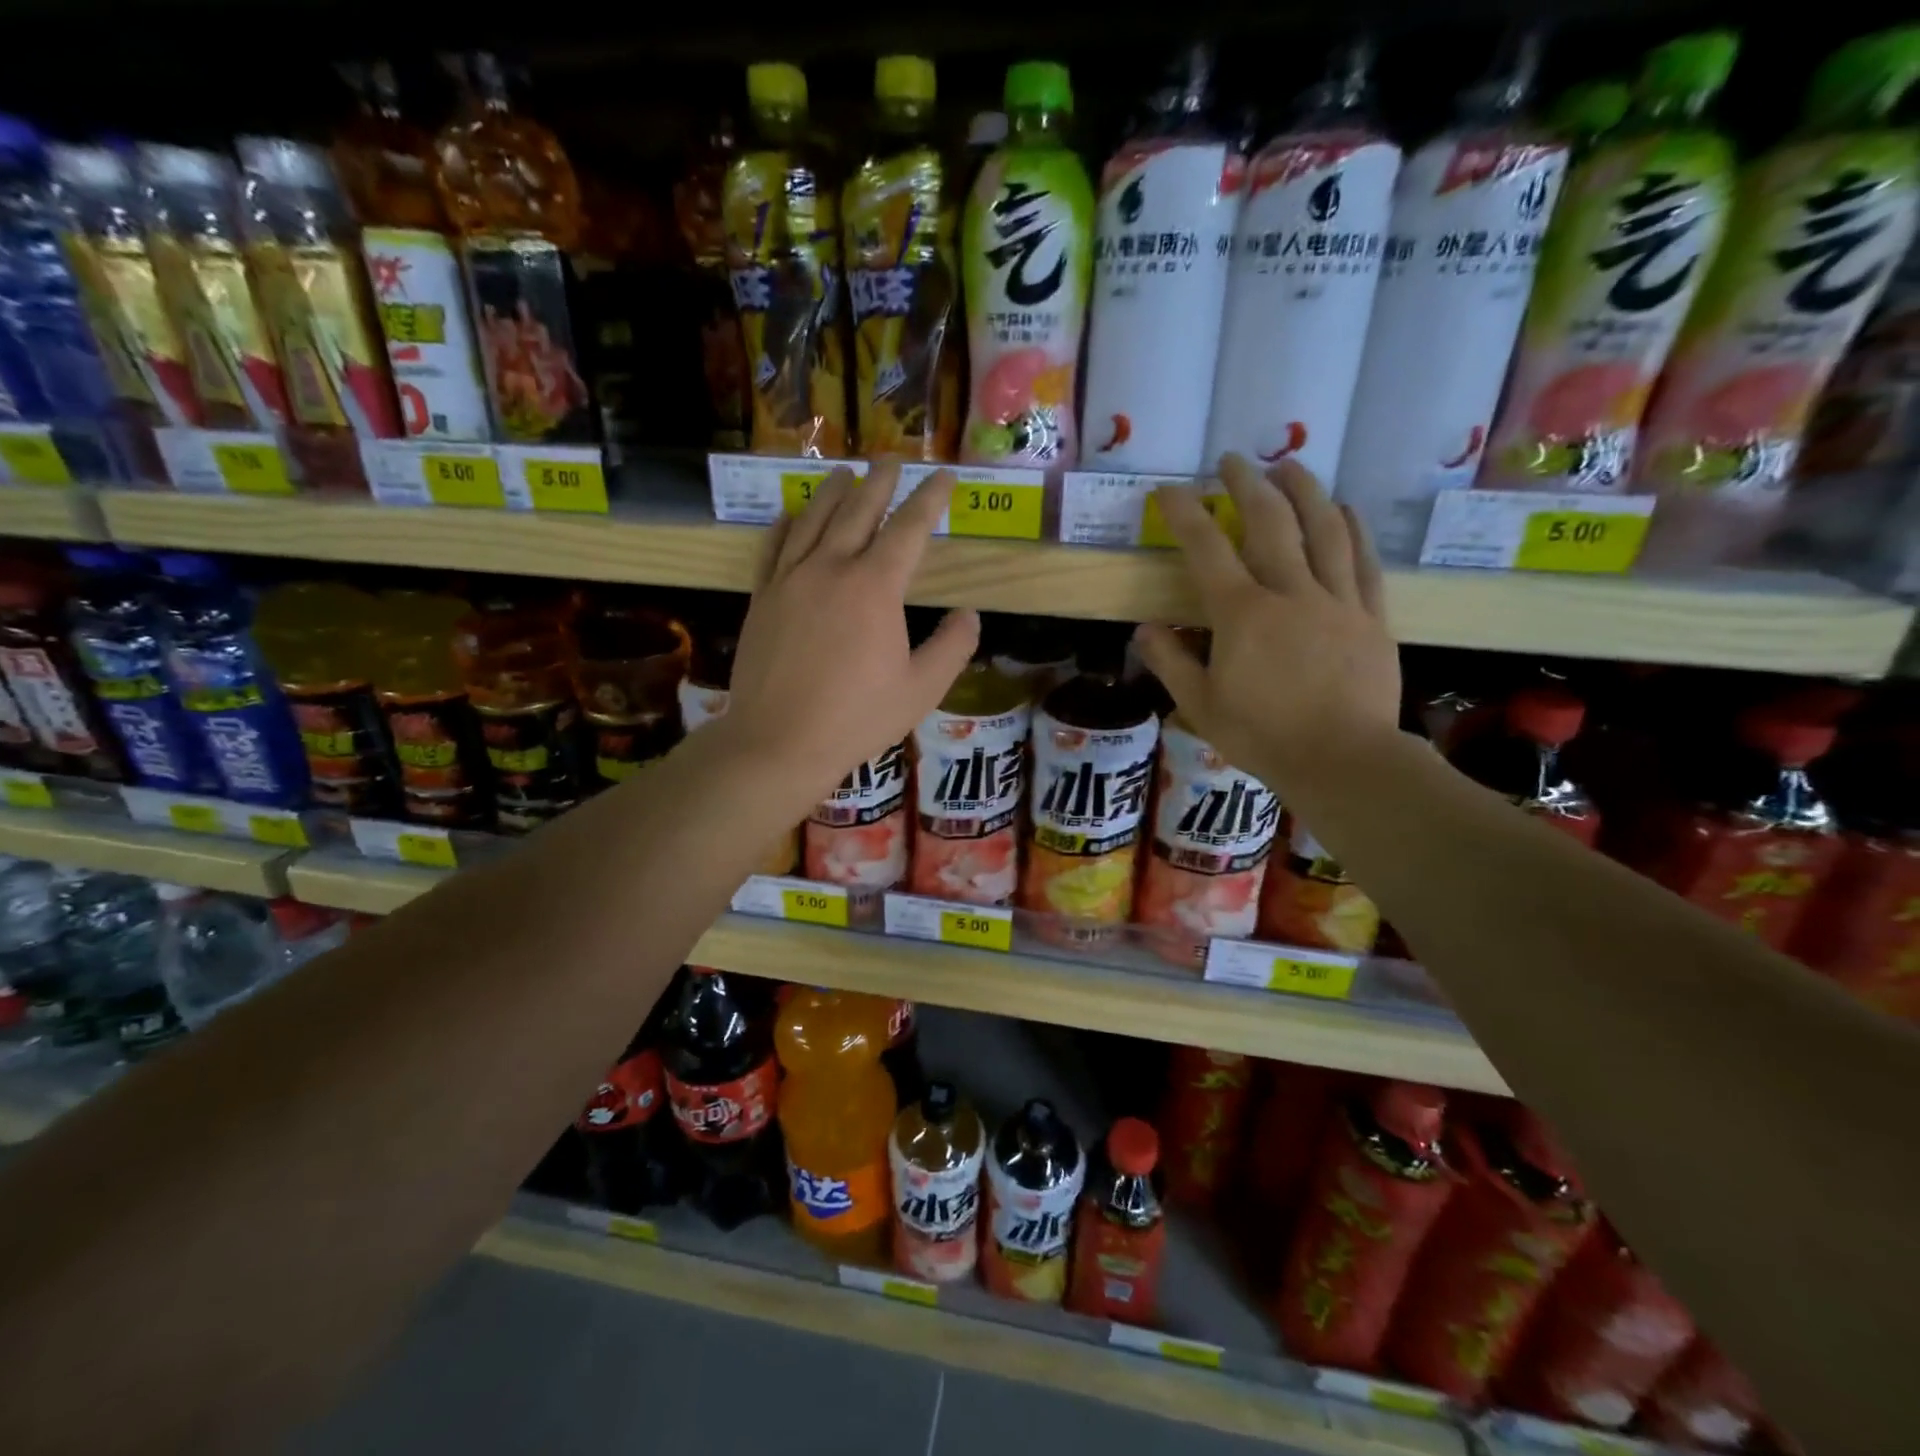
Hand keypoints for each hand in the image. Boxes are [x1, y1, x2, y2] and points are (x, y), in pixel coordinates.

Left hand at [726, 460, 978, 803]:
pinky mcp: (762, 598)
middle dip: (880, 482)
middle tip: (891, 460)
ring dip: (832, 492)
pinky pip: (773, 548)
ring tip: (842, 472)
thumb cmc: (857, 718)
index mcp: (875, 587)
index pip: (909, 528)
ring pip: (813, 520)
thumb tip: (970, 614)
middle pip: (858, 511)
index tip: (944, 477)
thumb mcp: (921, 689)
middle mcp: (831, 568)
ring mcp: (790, 580)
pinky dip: (785, 525)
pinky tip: (790, 515)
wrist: (778, 741)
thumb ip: (952, 646)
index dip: (930, 499)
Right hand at [1132, 454, 1400, 787]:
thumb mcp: (1201, 706)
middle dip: (1247, 484)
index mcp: (1242, 614)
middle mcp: (1290, 593)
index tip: (1169, 490)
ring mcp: (1336, 601)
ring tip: (1288, 465)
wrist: (1343, 760)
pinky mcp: (1370, 616)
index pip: (1207, 549)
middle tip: (1233, 460)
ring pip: (1323, 530)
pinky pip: (1362, 562)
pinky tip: (1344, 509)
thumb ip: (1171, 663)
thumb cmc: (1263, 736)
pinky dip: (1352, 529)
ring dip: (1304, 490)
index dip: (1185, 514)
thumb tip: (1144, 629)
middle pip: (1270, 522)